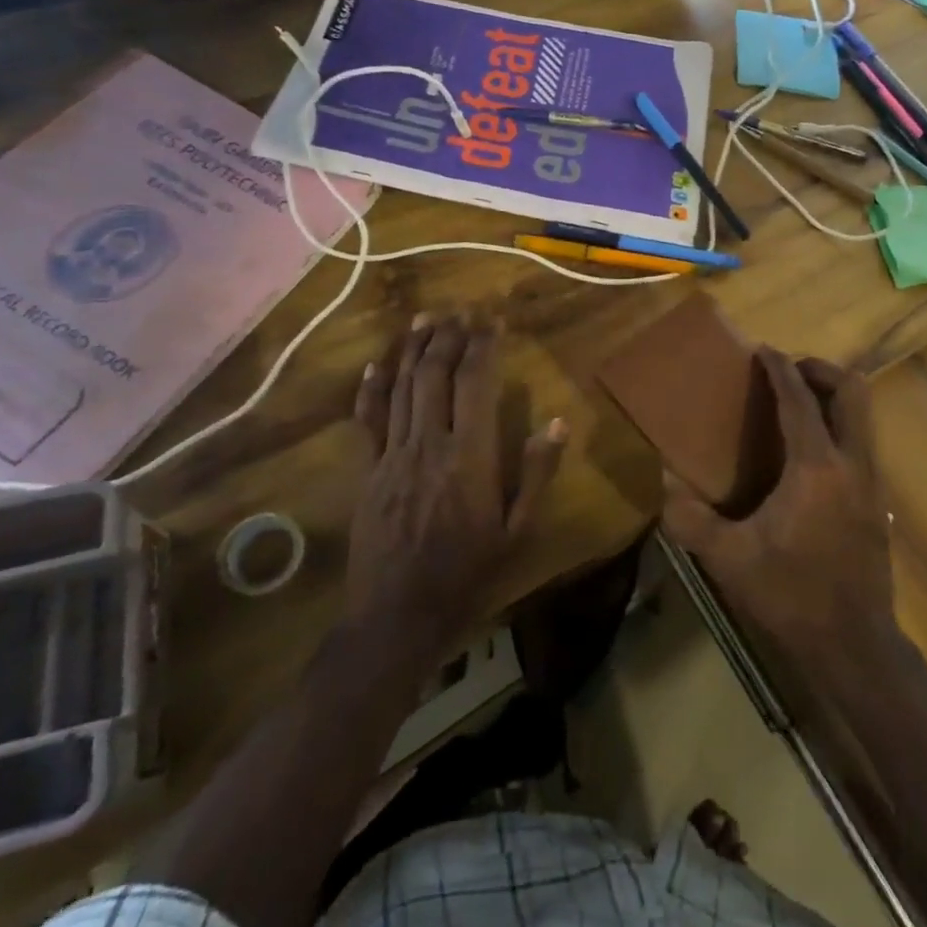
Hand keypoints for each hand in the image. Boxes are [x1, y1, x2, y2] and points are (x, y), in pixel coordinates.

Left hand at [346, 313, 565, 665]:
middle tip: (462, 310)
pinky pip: (367, 420)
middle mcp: (428, 445)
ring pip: (401, 389)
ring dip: (413, 350)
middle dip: (449, 336)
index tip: (493, 318)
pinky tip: (376, 364)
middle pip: (435, 375)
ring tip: (426, 318)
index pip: (476, 384)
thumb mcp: (518, 531)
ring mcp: (391, 457)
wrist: (397, 616)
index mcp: (469, 457)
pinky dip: (372, 388)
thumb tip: (559, 422)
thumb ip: (536, 474)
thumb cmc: (468, 574)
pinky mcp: (367, 472)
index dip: (484, 345)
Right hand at [659, 348, 897, 671]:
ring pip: (863, 415)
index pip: (800, 400)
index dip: (781, 369)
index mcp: (816, 468)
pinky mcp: (878, 502)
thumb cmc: (790, 596)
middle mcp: (852, 463)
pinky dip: (839, 426)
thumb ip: (691, 518)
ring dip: (833, 397)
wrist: (854, 645)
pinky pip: (862, 441)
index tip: (764, 350)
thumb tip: (666, 482)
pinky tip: (809, 454)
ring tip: (797, 405)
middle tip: (788, 372)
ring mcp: (872, 482)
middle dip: (820, 370)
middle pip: (851, 391)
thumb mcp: (729, 559)